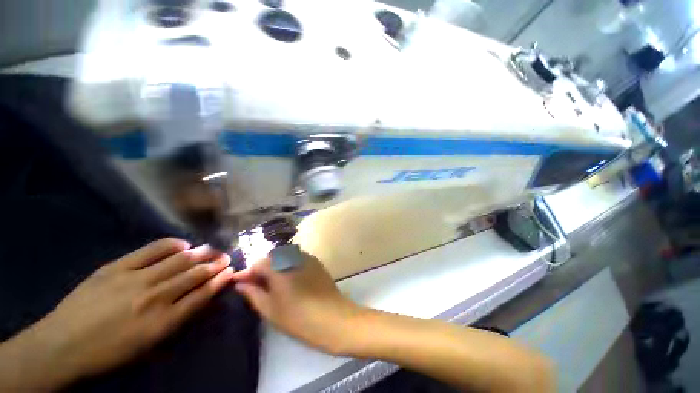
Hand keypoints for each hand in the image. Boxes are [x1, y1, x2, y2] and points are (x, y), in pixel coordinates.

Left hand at [3, 238, 233, 389]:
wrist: (62, 346)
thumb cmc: (109, 354)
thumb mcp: (147, 349)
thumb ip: (176, 324)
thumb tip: (200, 303)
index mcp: (163, 323)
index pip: (202, 295)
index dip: (220, 281)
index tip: (231, 271)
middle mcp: (155, 298)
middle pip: (195, 275)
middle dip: (215, 264)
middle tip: (226, 257)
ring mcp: (135, 280)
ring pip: (179, 260)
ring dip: (200, 253)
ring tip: (212, 248)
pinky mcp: (117, 267)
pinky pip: (151, 250)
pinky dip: (172, 245)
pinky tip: (182, 243)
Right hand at [233, 253, 361, 354]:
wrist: (332, 317)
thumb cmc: (298, 317)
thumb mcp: (270, 309)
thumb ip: (253, 293)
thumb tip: (240, 283)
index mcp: (279, 267)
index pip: (258, 263)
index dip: (247, 273)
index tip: (239, 283)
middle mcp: (293, 256)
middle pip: (271, 257)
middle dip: (261, 268)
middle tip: (255, 284)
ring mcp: (307, 257)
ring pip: (284, 256)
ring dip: (275, 266)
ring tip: (271, 283)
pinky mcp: (316, 262)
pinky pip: (297, 258)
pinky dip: (288, 265)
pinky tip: (289, 278)